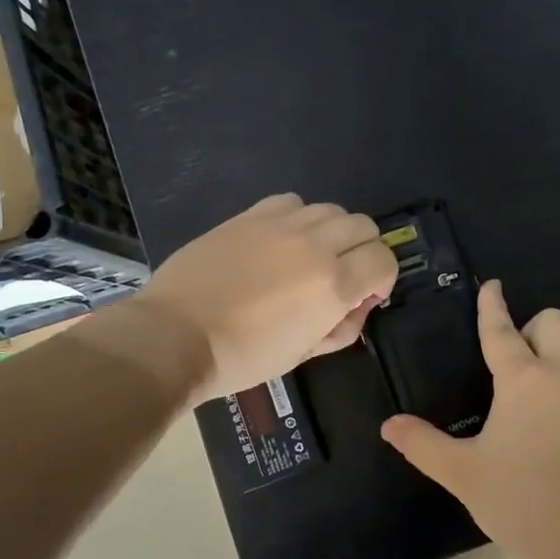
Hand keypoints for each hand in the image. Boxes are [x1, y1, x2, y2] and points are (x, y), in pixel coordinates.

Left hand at [133, 193, 396, 404]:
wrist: (175, 336)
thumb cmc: (243, 356)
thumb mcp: (303, 354)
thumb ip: (342, 327)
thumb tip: (358, 305)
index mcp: (334, 285)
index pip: (384, 259)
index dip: (384, 277)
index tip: (367, 295)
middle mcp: (315, 245)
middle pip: (364, 225)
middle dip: (364, 250)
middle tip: (344, 274)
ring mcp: (280, 225)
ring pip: (331, 209)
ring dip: (333, 231)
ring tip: (312, 255)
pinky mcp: (250, 216)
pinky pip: (291, 201)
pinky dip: (299, 216)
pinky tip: (282, 238)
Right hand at [380, 280, 559, 558]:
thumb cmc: (522, 502)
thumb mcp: (464, 474)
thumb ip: (423, 445)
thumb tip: (389, 426)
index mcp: (524, 379)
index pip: (503, 330)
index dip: (492, 306)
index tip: (492, 286)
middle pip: (554, 321)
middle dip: (531, 325)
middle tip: (510, 359)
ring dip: (556, 347)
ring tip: (532, 380)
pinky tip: (553, 410)